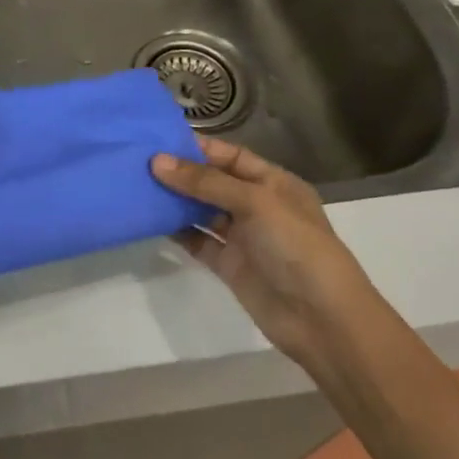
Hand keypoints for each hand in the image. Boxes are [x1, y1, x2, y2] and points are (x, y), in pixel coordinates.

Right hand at [152, 137, 372, 362]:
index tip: (158, 139)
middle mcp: (257, 206)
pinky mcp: (228, 265)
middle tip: (138, 161)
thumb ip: (205, 182)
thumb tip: (157, 161)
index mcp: (274, 183)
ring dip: (174, 200)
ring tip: (137, 185)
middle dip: (180, 172)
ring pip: (201, 210)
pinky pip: (197, 240)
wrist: (321, 319)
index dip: (199, 147)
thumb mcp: (255, 203)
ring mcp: (242, 237)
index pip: (231, 156)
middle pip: (213, 182)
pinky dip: (176, 230)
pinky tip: (149, 219)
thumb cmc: (295, 246)